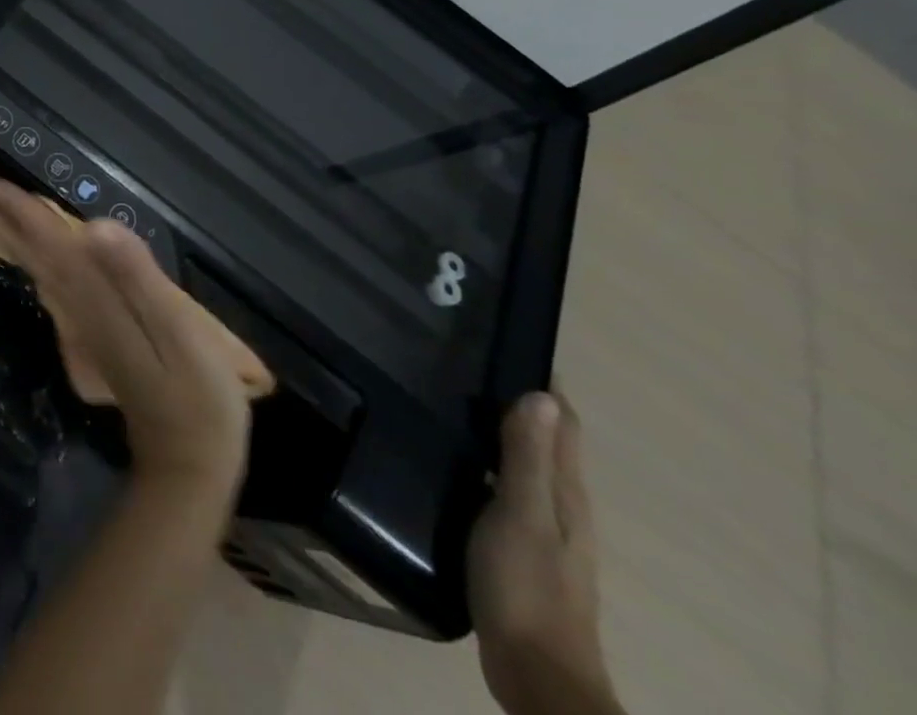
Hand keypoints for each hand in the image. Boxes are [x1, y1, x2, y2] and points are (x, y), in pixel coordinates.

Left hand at [0, 179, 250, 501]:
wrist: (187, 461)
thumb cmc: (194, 391)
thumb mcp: (177, 330)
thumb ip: (137, 277)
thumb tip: (94, 228)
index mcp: (91, 293)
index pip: (42, 238)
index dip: (12, 206)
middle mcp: (73, 302)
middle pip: (25, 250)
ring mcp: (77, 321)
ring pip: (31, 265)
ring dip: (5, 233)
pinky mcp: (87, 334)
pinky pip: (46, 281)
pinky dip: (27, 257)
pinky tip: (26, 252)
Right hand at [469, 392, 618, 714]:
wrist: (537, 675)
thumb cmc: (527, 587)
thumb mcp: (521, 515)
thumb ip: (528, 458)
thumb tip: (542, 394)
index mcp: (567, 495)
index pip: (563, 425)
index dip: (543, 385)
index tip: (507, 343)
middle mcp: (563, 507)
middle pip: (547, 442)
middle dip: (518, 403)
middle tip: (464, 362)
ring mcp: (545, 533)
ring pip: (526, 466)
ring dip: (502, 433)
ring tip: (453, 402)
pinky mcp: (522, 550)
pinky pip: (507, 490)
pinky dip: (489, 465)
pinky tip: (457, 464)